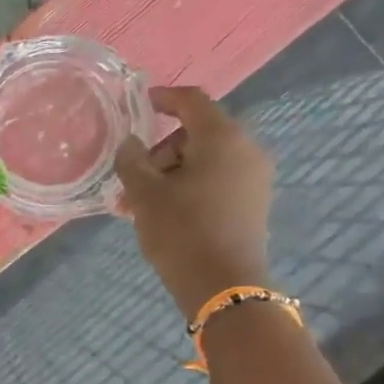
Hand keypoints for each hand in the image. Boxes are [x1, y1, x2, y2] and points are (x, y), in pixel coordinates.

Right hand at [115, 86, 274, 318]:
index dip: (162, 98)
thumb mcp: (144, 194)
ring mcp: (253, 177)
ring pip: (203, 160)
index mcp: (222, 138)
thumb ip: (132, 160)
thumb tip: (131, 143)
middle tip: (129, 179)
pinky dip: (188, 186)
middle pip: (195, 134)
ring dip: (169, 174)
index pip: (191, 101)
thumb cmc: (181, 231)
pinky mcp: (252, 202)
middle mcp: (245, 149)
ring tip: (137, 204)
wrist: (223, 285)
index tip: (137, 105)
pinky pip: (215, 180)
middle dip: (158, 152)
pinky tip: (162, 212)